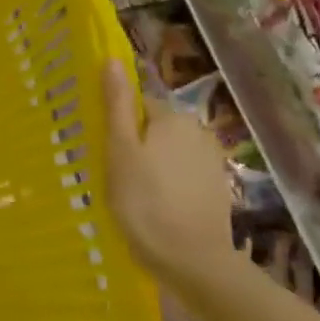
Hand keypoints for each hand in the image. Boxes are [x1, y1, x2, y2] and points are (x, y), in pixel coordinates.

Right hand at [101, 62, 239, 285]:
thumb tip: (112, 60)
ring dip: (151, 165)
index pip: (138, 105)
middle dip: (134, 145)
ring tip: (130, 195)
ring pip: (168, 153)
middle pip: (154, 127)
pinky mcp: (216, 189)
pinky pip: (182, 175)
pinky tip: (154, 207)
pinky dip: (167, 185)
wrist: (191, 260)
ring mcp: (211, 162)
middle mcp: (198, 131)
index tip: (103, 149)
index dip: (117, 124)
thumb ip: (117, 105)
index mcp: (173, 117)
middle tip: (113, 174)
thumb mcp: (119, 150)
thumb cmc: (144, 201)